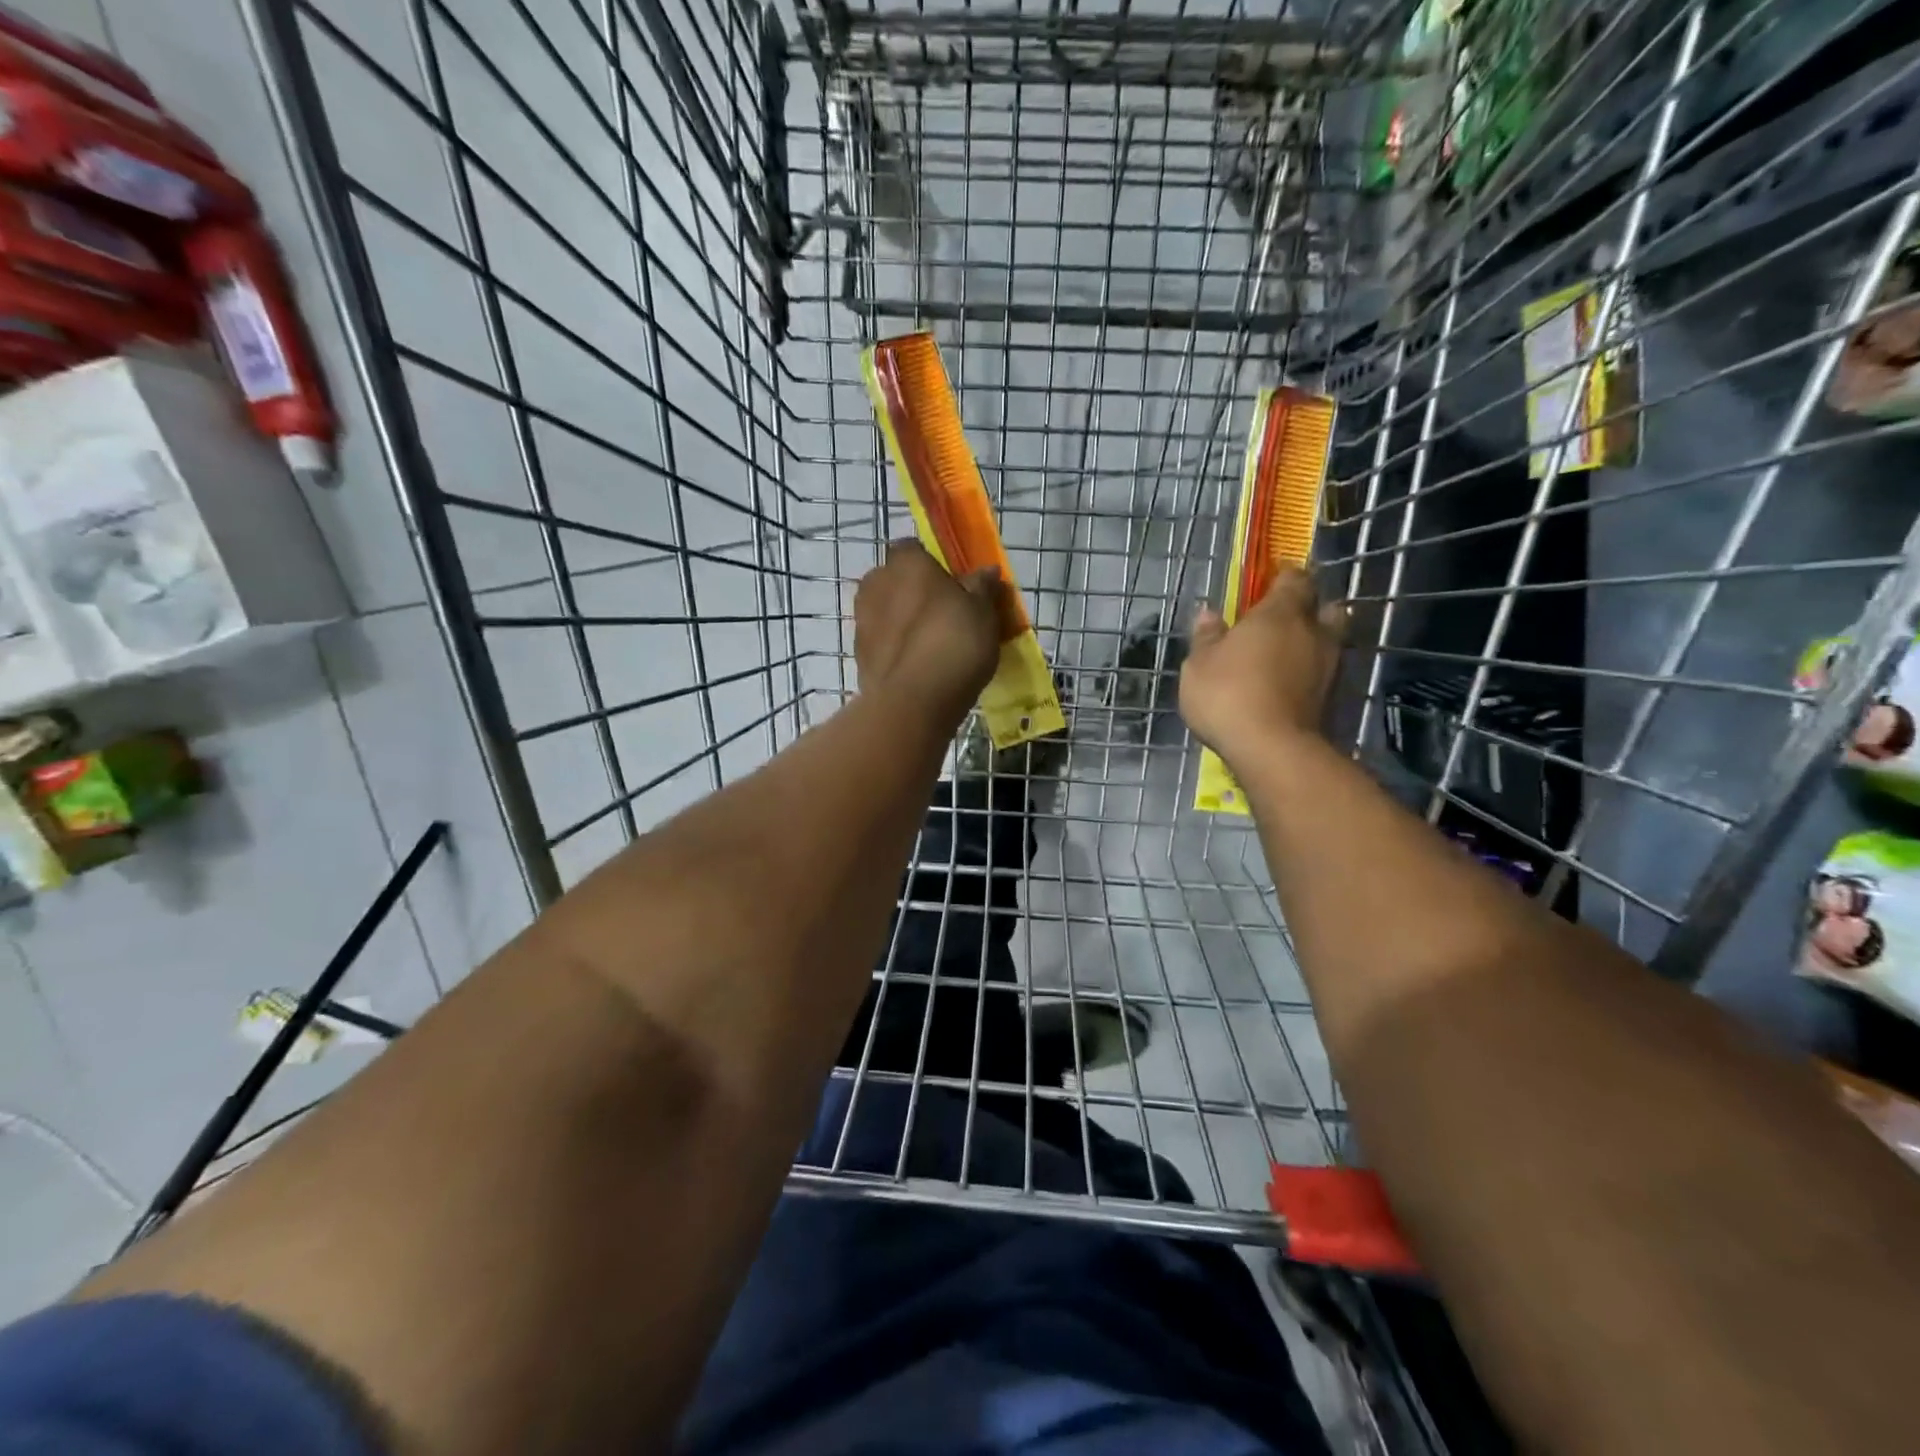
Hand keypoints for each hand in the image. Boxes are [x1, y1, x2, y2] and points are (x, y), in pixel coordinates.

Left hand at [854, 540, 1002, 722]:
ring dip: (905, 623)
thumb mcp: (983, 612)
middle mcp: (876, 583)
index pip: (913, 548)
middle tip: (946, 616)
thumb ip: (982, 587)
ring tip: (935, 647)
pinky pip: (883, 644)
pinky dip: (897, 650)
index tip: (953, 584)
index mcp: (906, 562)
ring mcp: (862, 621)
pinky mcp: (859, 656)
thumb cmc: (953, 643)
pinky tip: (921, 668)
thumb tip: (986, 571)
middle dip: (915, 593)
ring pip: (887, 613)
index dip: (932, 564)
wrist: (913, 702)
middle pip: (896, 581)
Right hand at [1180, 568, 1345, 765]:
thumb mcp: (1199, 664)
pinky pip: (1323, 673)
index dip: (1283, 578)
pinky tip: (1288, 686)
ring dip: (1310, 644)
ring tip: (1284, 657)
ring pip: (1328, 641)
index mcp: (1280, 614)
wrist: (1272, 749)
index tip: (1268, 585)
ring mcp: (1329, 666)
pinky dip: (1309, 674)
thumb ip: (1207, 636)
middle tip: (1283, 622)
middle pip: (1323, 608)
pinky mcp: (1332, 698)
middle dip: (1308, 610)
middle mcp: (1313, 632)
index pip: (1294, 579)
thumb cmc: (1228, 695)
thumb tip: (1209, 613)